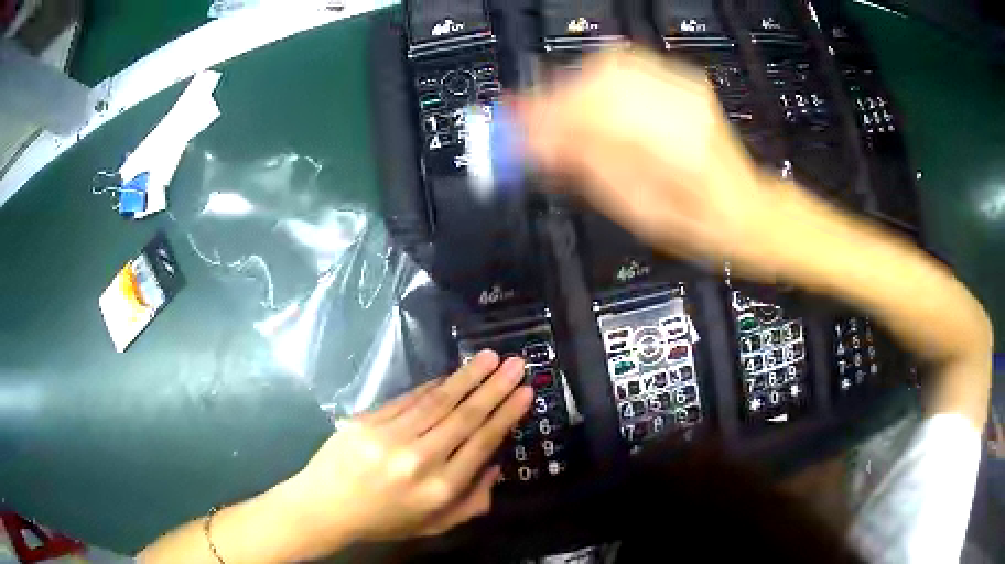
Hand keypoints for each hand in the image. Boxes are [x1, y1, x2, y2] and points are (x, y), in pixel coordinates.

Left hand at [279, 351, 531, 556]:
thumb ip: (472, 502)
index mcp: (440, 488)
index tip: (525, 392)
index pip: (482, 443)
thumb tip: (494, 466)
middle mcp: (420, 458)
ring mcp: (391, 435)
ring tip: (489, 357)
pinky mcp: (369, 420)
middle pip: (465, 416)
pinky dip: (432, 385)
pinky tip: (449, 375)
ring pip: (439, 400)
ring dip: (467, 377)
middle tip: (515, 363)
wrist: (326, 505)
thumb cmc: (384, 520)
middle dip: (495, 387)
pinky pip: (408, 398)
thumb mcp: (434, 525)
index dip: (506, 414)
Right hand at [514, 50, 786, 279]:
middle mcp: (680, 107)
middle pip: (597, 79)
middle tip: (528, 119)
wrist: (744, 208)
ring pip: (610, 66)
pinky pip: (629, 66)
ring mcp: (685, 89)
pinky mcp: (684, 84)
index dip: (544, 116)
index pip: (591, 111)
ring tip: (555, 112)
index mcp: (672, 147)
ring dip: (573, 86)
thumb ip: (588, 169)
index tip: (513, 125)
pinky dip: (597, 79)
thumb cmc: (698, 223)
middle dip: (553, 96)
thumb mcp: (637, 211)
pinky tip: (587, 99)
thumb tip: (539, 143)